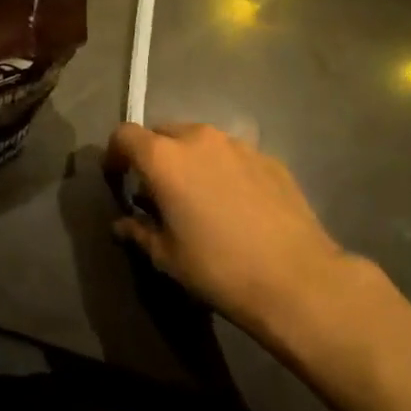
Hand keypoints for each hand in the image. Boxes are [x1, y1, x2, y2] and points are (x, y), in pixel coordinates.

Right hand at [105, 122, 350, 325]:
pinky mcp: (269, 158)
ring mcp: (238, 145)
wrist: (296, 278)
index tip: (118, 180)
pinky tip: (236, 204)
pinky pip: (232, 155)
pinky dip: (223, 170)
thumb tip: (123, 224)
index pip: (125, 135)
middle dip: (153, 156)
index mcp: (165, 158)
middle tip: (158, 192)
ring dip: (190, 160)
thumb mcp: (167, 257)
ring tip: (199, 197)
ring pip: (200, 141)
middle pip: (163, 132)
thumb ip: (139, 232)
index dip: (115, 154)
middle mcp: (199, 139)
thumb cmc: (218, 268)